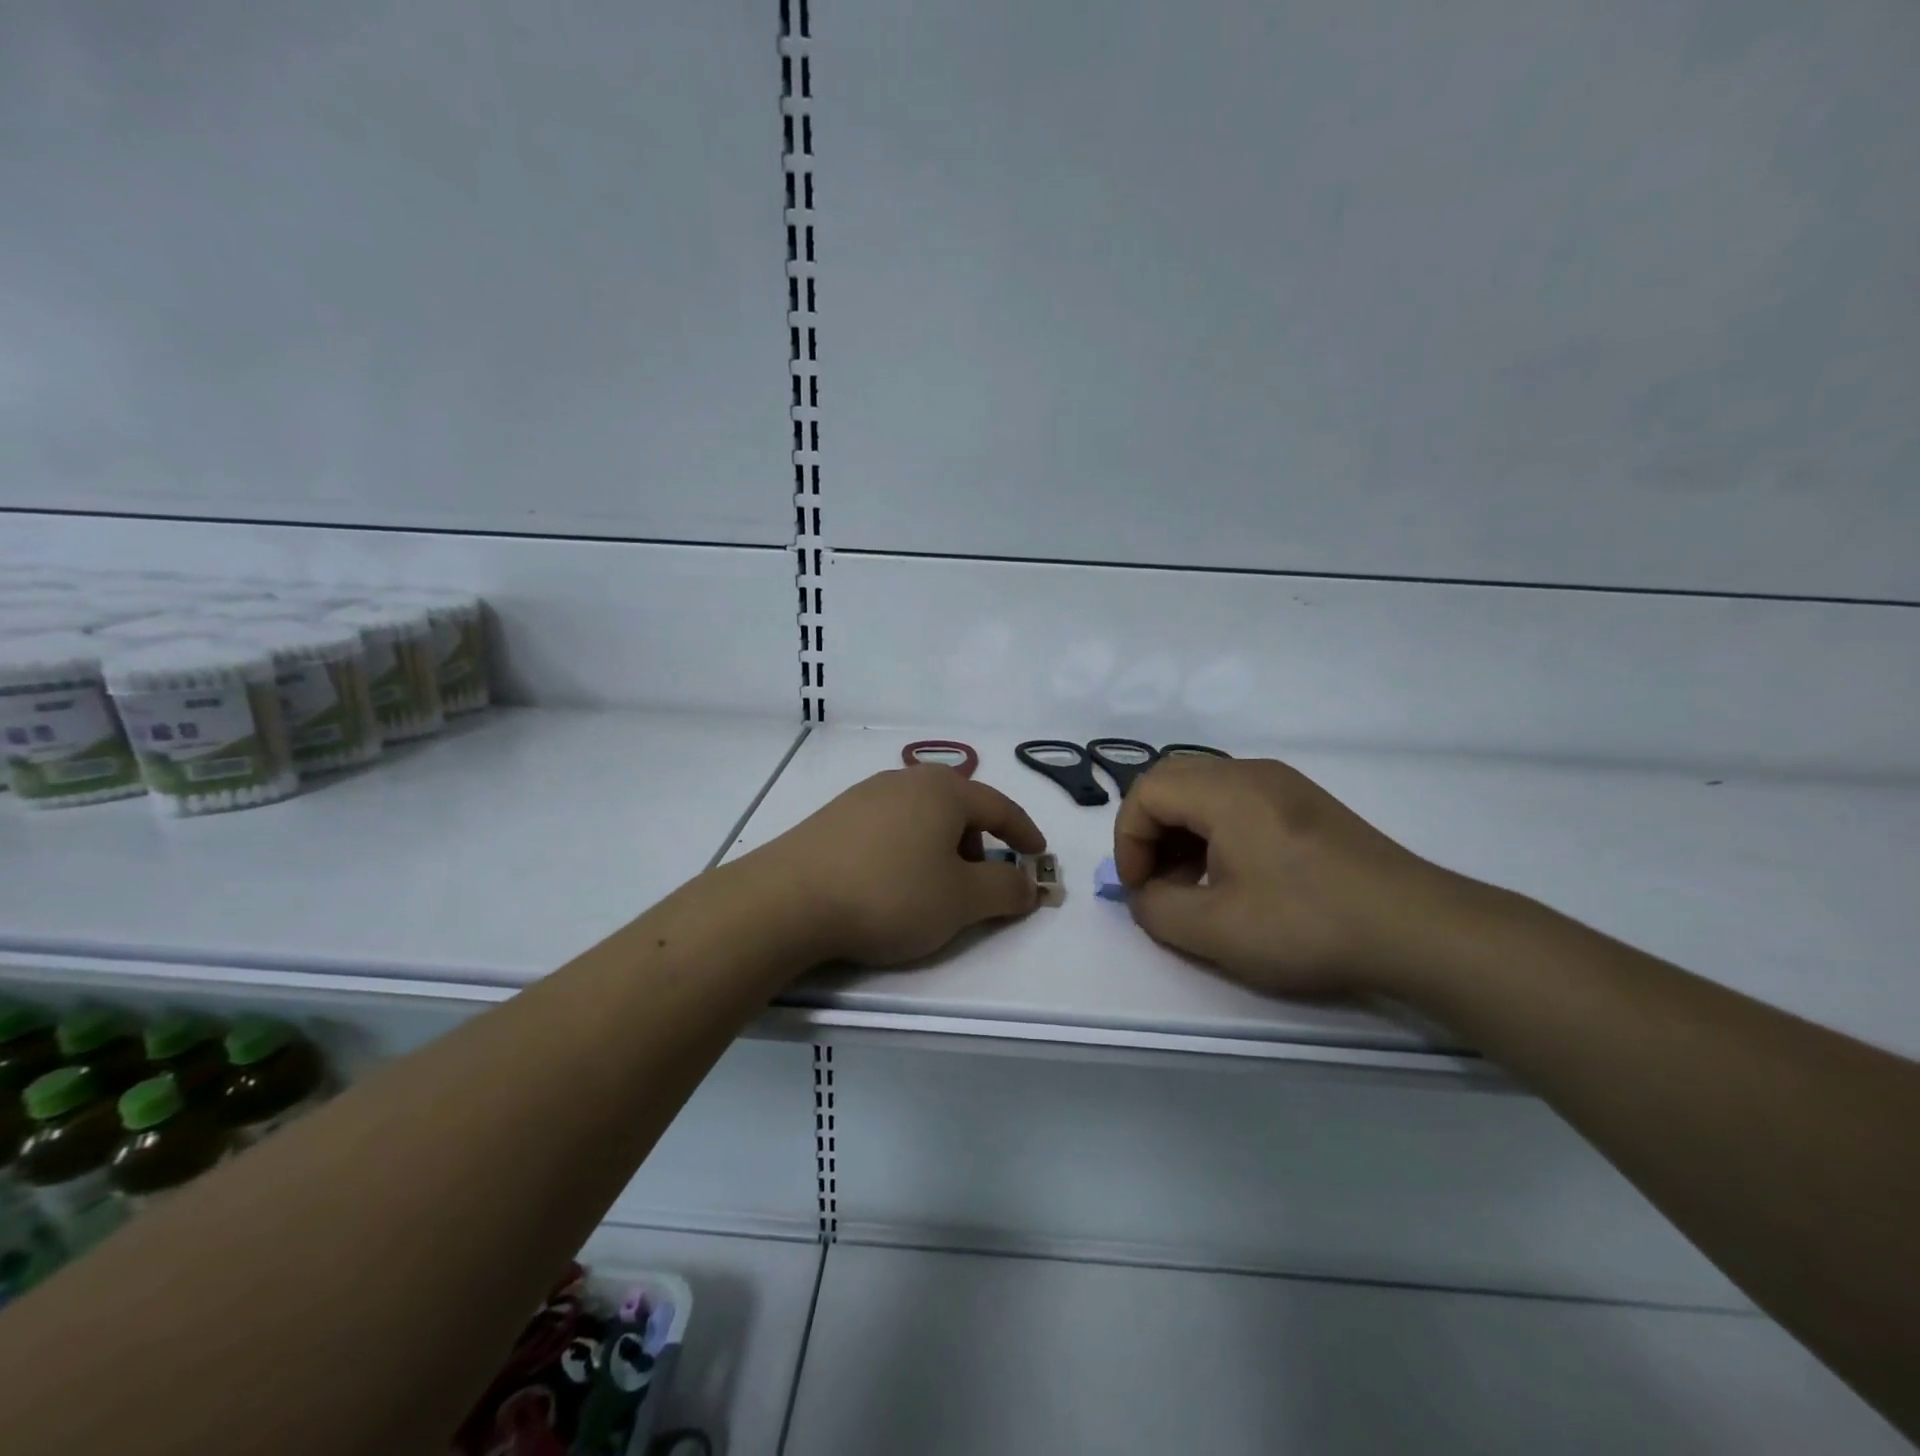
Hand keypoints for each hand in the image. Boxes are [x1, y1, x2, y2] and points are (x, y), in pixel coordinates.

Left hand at [757, 766, 1047, 965]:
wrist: (788, 900)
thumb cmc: (890, 894)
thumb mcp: (961, 900)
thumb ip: (1005, 890)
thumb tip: (1029, 885)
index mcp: (944, 790)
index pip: (999, 806)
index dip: (1024, 833)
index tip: (1038, 856)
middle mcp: (905, 781)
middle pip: (958, 808)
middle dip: (977, 844)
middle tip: (978, 883)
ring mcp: (864, 795)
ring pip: (921, 817)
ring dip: (940, 848)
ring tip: (931, 888)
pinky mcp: (834, 817)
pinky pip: (889, 828)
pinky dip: (906, 850)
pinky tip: (889, 883)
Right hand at [1113, 755, 1480, 997]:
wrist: (1417, 929)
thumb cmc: (1307, 924)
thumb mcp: (1215, 930)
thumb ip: (1157, 909)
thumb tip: (1147, 895)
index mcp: (1226, 790)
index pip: (1146, 792)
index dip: (1128, 840)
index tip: (1140, 889)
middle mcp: (1251, 773)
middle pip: (1172, 782)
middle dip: (1150, 831)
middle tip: (1158, 881)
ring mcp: (1284, 785)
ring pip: (1205, 790)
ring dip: (1182, 832)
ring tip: (1193, 884)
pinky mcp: (1306, 805)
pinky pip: (1237, 802)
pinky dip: (1214, 832)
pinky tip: (1234, 877)